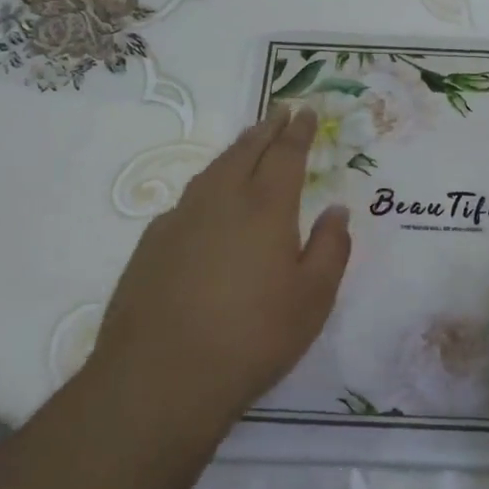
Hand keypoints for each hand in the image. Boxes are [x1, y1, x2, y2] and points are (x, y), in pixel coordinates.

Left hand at [82, 107, 351, 431]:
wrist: (160, 378)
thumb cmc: (252, 338)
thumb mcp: (313, 300)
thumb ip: (331, 248)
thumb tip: (336, 210)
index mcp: (265, 208)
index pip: (286, 154)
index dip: (298, 131)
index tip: (305, 110)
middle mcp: (221, 200)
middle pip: (246, 150)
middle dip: (266, 128)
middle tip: (279, 111)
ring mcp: (180, 219)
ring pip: (213, 170)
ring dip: (236, 150)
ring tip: (248, 143)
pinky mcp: (151, 244)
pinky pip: (188, 199)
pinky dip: (208, 186)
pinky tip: (208, 203)